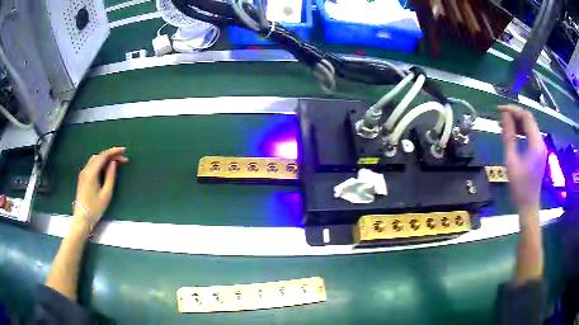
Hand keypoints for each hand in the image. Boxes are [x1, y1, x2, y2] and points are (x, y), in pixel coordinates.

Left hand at [74, 147, 128, 229]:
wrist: (82, 218)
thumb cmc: (95, 208)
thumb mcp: (106, 194)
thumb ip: (110, 176)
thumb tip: (113, 163)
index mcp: (91, 173)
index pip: (103, 156)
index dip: (114, 151)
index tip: (124, 150)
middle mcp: (86, 169)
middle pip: (99, 156)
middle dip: (111, 154)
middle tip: (122, 158)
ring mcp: (83, 172)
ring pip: (95, 159)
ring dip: (105, 158)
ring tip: (116, 162)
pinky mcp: (82, 176)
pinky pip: (92, 164)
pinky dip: (100, 162)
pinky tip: (106, 167)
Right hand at [499, 105, 546, 210]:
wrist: (528, 206)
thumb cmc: (519, 187)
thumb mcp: (511, 161)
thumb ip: (509, 137)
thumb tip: (504, 116)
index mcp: (536, 144)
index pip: (526, 116)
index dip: (513, 110)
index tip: (500, 110)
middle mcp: (541, 142)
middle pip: (529, 120)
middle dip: (515, 115)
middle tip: (500, 118)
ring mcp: (541, 147)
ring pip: (530, 126)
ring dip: (517, 123)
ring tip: (504, 125)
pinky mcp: (539, 152)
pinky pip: (531, 135)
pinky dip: (521, 131)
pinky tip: (513, 134)